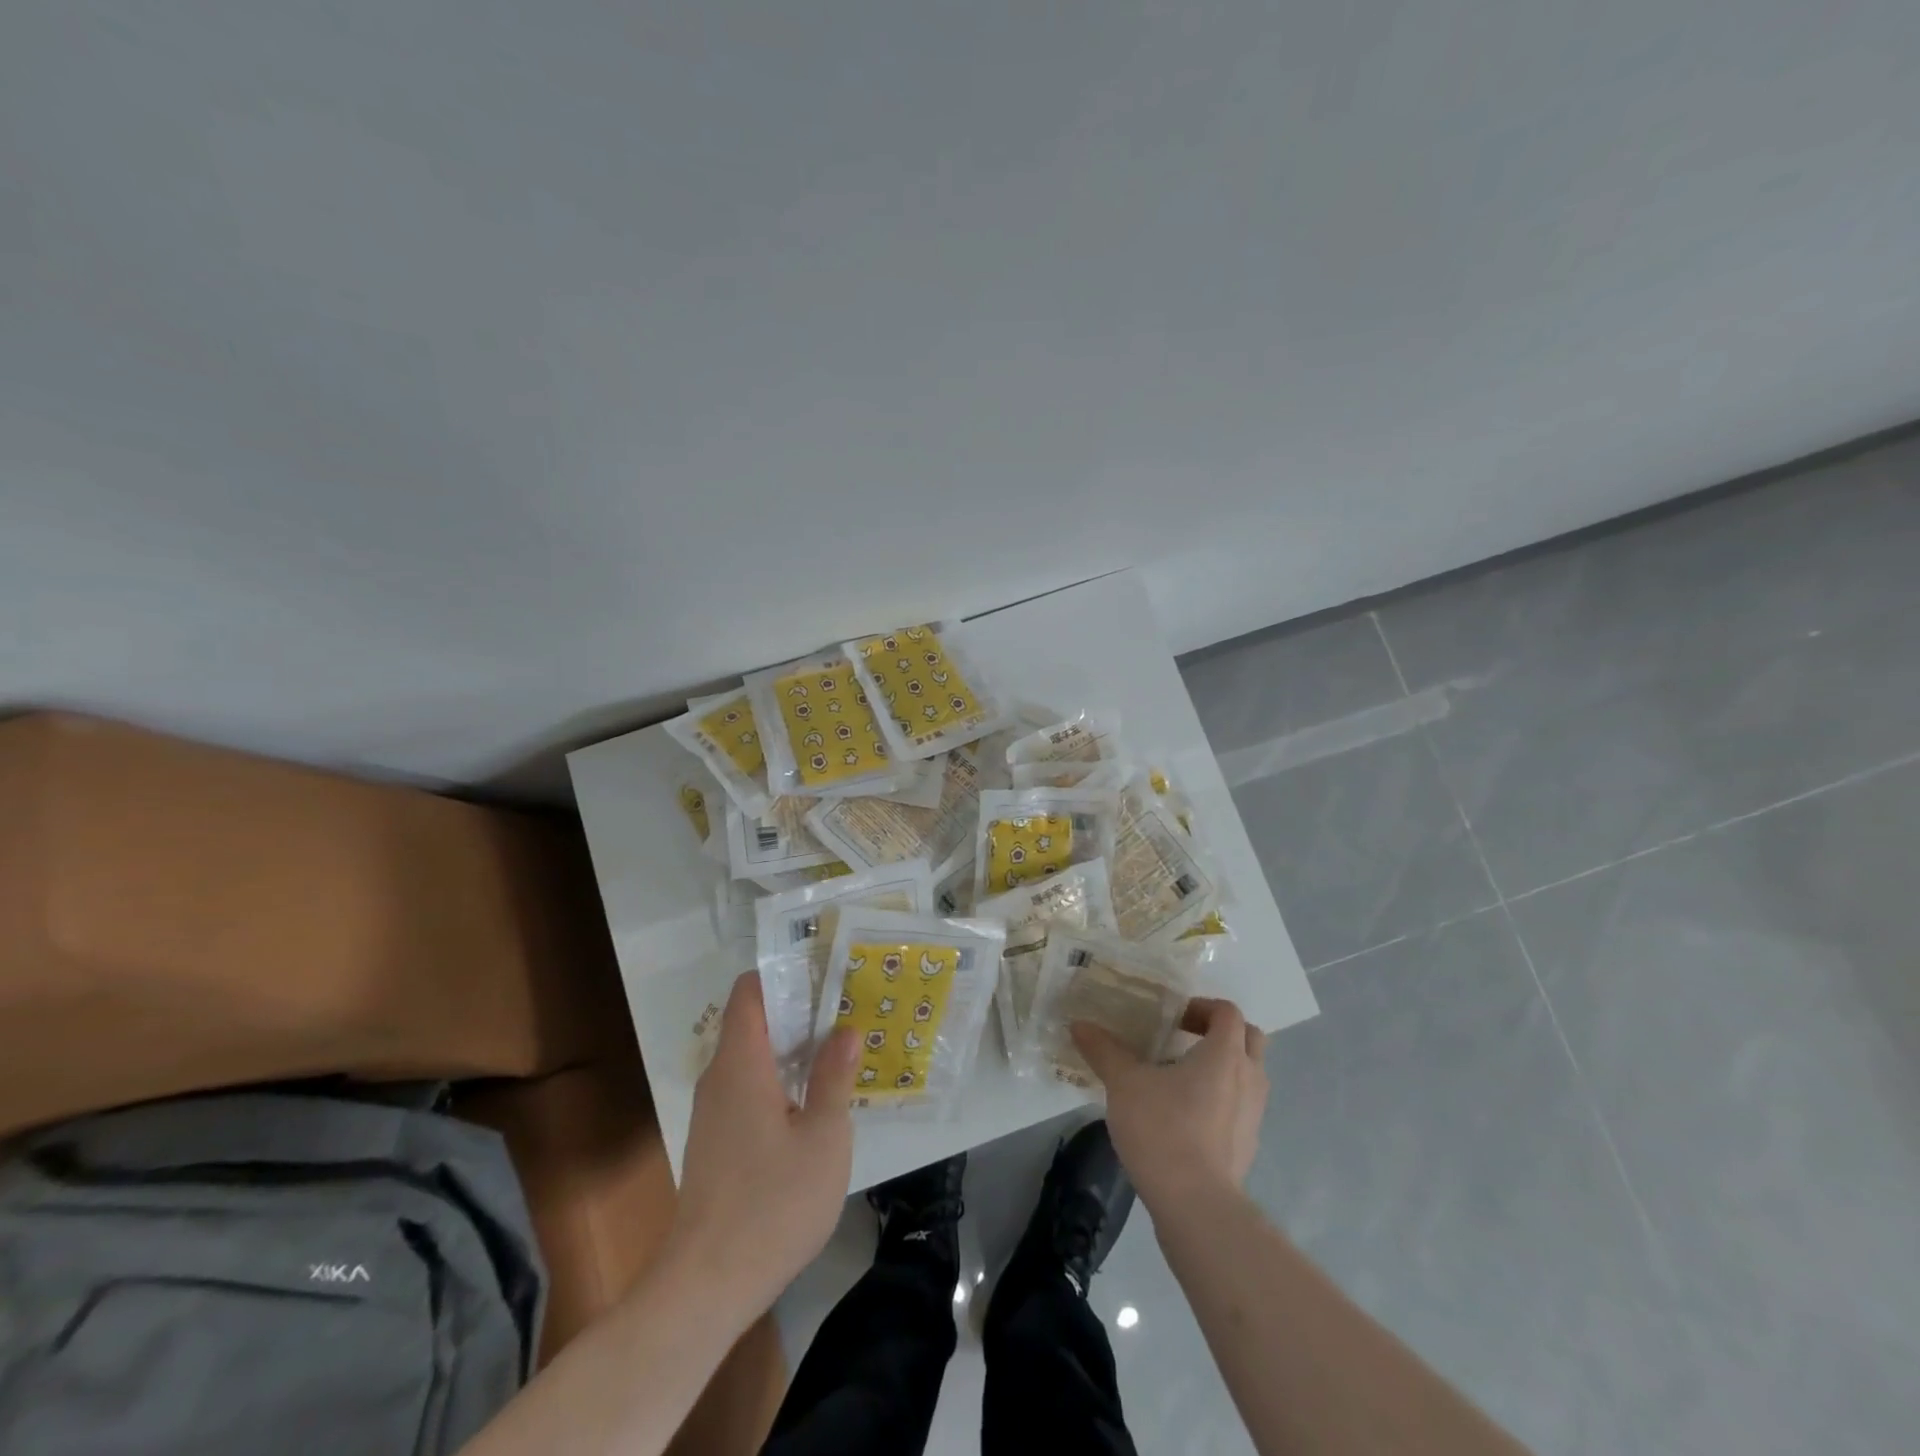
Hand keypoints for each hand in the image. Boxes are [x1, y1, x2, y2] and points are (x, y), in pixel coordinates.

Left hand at [665, 973, 859, 1314]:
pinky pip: (747, 1087)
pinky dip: (778, 1079)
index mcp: (741, 1064)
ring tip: (838, 1049)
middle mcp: (719, 1078)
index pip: (751, 991)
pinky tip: (812, 1101)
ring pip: (752, 1057)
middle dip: (799, 1010)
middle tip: (847, 1010)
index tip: (826, 975)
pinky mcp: (715, 1141)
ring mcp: (713, 1111)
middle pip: (753, 1021)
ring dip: (791, 1048)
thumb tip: (845, 1030)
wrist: (706, 1287)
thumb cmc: (772, 1204)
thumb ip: (833, 1078)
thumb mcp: (822, 1138)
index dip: (785, 974)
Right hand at [1071, 996, 1267, 1214]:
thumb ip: (1104, 1050)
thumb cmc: (1163, 1129)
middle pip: (1248, 1038)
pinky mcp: (1248, 1145)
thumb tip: (1079, 1024)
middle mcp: (1249, 1078)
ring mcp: (1254, 1115)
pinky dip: (1221, 1099)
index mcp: (1225, 1054)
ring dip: (1222, 1066)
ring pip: (1248, 1074)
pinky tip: (1185, 1115)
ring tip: (1181, 1076)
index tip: (1172, 1018)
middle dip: (1220, 1032)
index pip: (1227, 1012)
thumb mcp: (1124, 1083)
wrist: (1196, 1206)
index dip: (1202, 1007)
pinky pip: (1241, 1107)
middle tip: (1183, 1038)